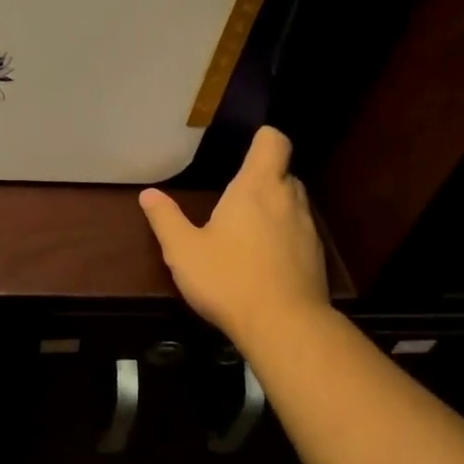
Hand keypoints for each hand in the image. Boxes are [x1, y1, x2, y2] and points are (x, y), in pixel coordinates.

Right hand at [138, 127, 330, 349]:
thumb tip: (148, 194)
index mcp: (256, 188)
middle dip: (262, 177)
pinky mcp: (315, 257)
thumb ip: (165, 219)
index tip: (244, 147)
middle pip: (283, 171)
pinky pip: (299, 231)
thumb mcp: (183, 250)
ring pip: (292, 202)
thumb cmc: (228, 278)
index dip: (262, 138)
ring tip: (245, 229)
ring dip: (273, 207)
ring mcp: (307, 229)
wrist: (285, 326)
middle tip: (234, 195)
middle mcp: (287, 200)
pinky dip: (283, 235)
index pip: (273, 142)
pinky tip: (261, 259)